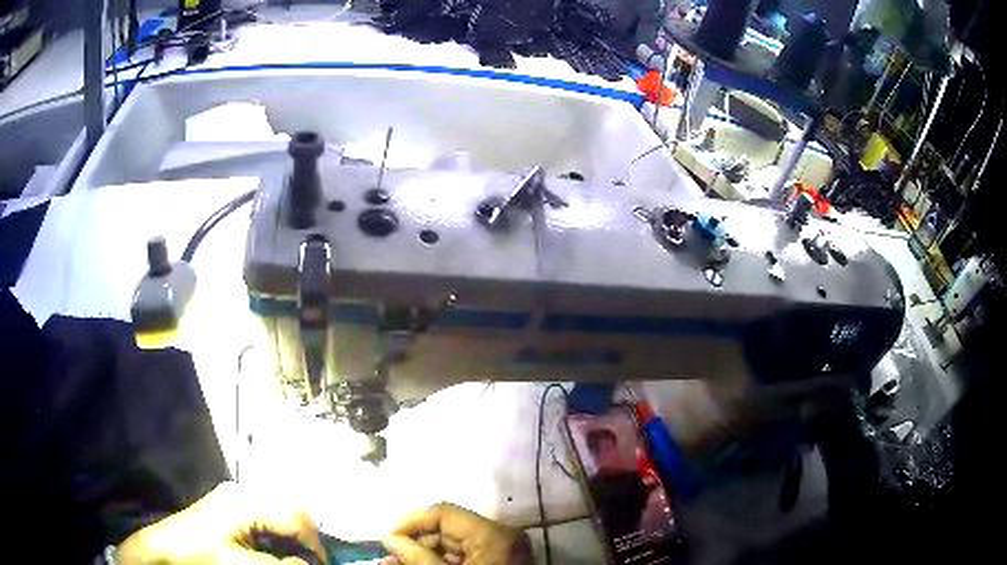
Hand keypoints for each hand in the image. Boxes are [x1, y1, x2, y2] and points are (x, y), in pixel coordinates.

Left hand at [115, 481, 326, 563]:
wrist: (163, 550)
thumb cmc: (200, 556)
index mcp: (245, 502)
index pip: (296, 518)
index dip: (315, 545)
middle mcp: (243, 492)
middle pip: (291, 510)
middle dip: (306, 539)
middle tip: (309, 563)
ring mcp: (234, 497)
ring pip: (280, 514)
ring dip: (292, 539)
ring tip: (294, 560)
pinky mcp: (229, 507)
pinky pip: (265, 518)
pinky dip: (277, 536)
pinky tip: (274, 552)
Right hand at [381, 503, 530, 564]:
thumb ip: (417, 557)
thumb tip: (388, 538)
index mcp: (493, 535)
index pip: (444, 514)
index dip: (411, 523)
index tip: (387, 539)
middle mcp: (501, 537)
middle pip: (448, 531)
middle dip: (415, 544)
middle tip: (388, 558)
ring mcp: (501, 552)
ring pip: (453, 547)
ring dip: (423, 556)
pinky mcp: (498, 564)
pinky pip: (465, 559)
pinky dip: (439, 564)